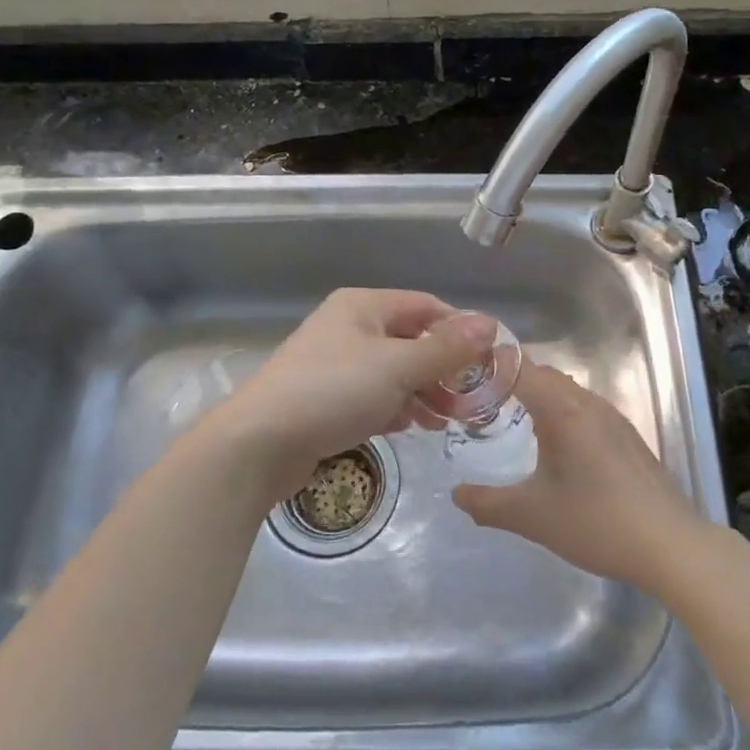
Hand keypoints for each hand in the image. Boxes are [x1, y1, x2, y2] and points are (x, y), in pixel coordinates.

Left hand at [201, 288, 496, 501]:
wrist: (259, 443)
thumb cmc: (333, 391)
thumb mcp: (397, 367)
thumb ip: (445, 348)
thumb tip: (491, 323)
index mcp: (364, 306)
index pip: (426, 306)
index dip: (460, 330)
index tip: (489, 361)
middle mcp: (350, 327)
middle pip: (411, 340)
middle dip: (443, 368)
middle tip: (472, 399)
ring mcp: (335, 363)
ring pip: (394, 371)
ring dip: (424, 392)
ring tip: (448, 420)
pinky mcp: (327, 398)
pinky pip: (374, 395)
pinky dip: (397, 407)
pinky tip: (413, 428)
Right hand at [451, 365, 702, 591]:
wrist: (671, 546)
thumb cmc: (596, 522)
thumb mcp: (532, 516)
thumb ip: (487, 504)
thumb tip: (456, 494)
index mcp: (563, 409)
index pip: (519, 367)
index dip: (489, 367)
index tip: (463, 378)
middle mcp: (588, 403)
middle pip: (543, 375)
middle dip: (510, 382)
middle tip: (479, 404)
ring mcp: (613, 419)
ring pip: (567, 392)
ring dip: (538, 399)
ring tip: (511, 424)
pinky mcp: (628, 438)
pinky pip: (585, 410)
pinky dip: (561, 415)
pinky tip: (556, 450)